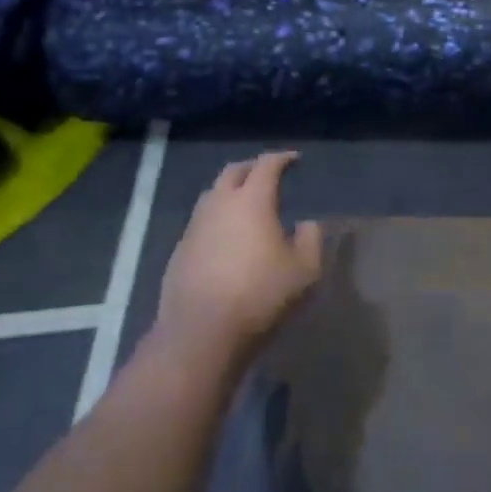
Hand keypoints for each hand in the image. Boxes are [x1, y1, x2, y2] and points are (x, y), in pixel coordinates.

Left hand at [157, 153, 323, 368]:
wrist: (202, 332)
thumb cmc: (260, 296)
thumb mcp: (304, 271)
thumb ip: (310, 240)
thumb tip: (306, 223)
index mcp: (252, 201)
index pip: (266, 165)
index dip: (281, 158)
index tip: (294, 159)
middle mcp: (219, 205)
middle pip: (233, 172)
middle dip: (252, 168)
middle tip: (267, 174)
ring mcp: (195, 227)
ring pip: (212, 195)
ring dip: (230, 192)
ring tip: (245, 204)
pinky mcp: (179, 250)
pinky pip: (201, 222)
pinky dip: (217, 219)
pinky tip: (226, 238)